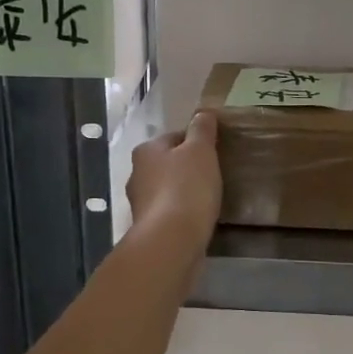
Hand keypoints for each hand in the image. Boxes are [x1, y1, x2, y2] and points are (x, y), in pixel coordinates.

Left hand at [127, 112, 221, 247]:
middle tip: (215, 173)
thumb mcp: (200, 150)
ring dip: (184, 191)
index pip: (174, 137)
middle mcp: (137, 174)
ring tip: (209, 197)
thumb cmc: (187, 187)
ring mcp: (141, 204)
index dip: (196, 141)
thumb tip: (203, 112)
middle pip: (168, 163)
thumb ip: (202, 129)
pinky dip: (182, 213)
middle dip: (188, 167)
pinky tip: (199, 218)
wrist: (172, 241)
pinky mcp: (149, 228)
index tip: (216, 150)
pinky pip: (170, 213)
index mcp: (146, 151)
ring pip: (168, 189)